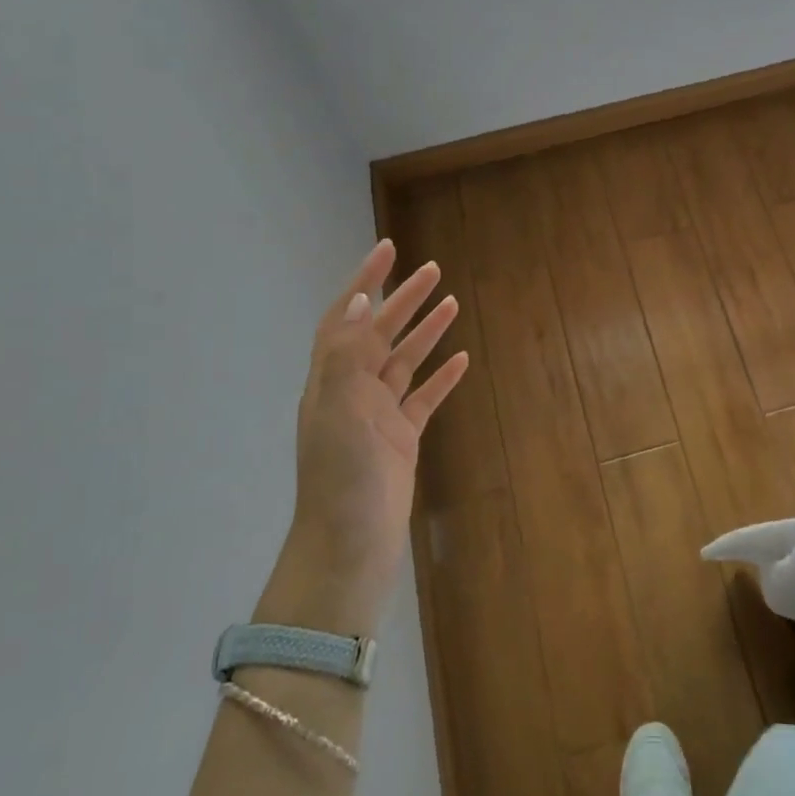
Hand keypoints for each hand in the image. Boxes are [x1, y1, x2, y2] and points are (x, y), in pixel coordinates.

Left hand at [273, 240, 467, 633]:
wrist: (350, 545)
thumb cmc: (342, 478)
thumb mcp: (339, 411)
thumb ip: (346, 355)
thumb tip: (357, 300)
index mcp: (332, 380)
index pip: (345, 317)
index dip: (364, 281)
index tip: (388, 250)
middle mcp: (353, 391)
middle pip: (380, 333)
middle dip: (404, 300)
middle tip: (433, 270)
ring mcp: (378, 415)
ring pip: (405, 362)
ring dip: (426, 332)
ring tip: (453, 303)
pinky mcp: (402, 438)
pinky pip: (424, 397)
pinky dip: (442, 376)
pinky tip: (462, 359)